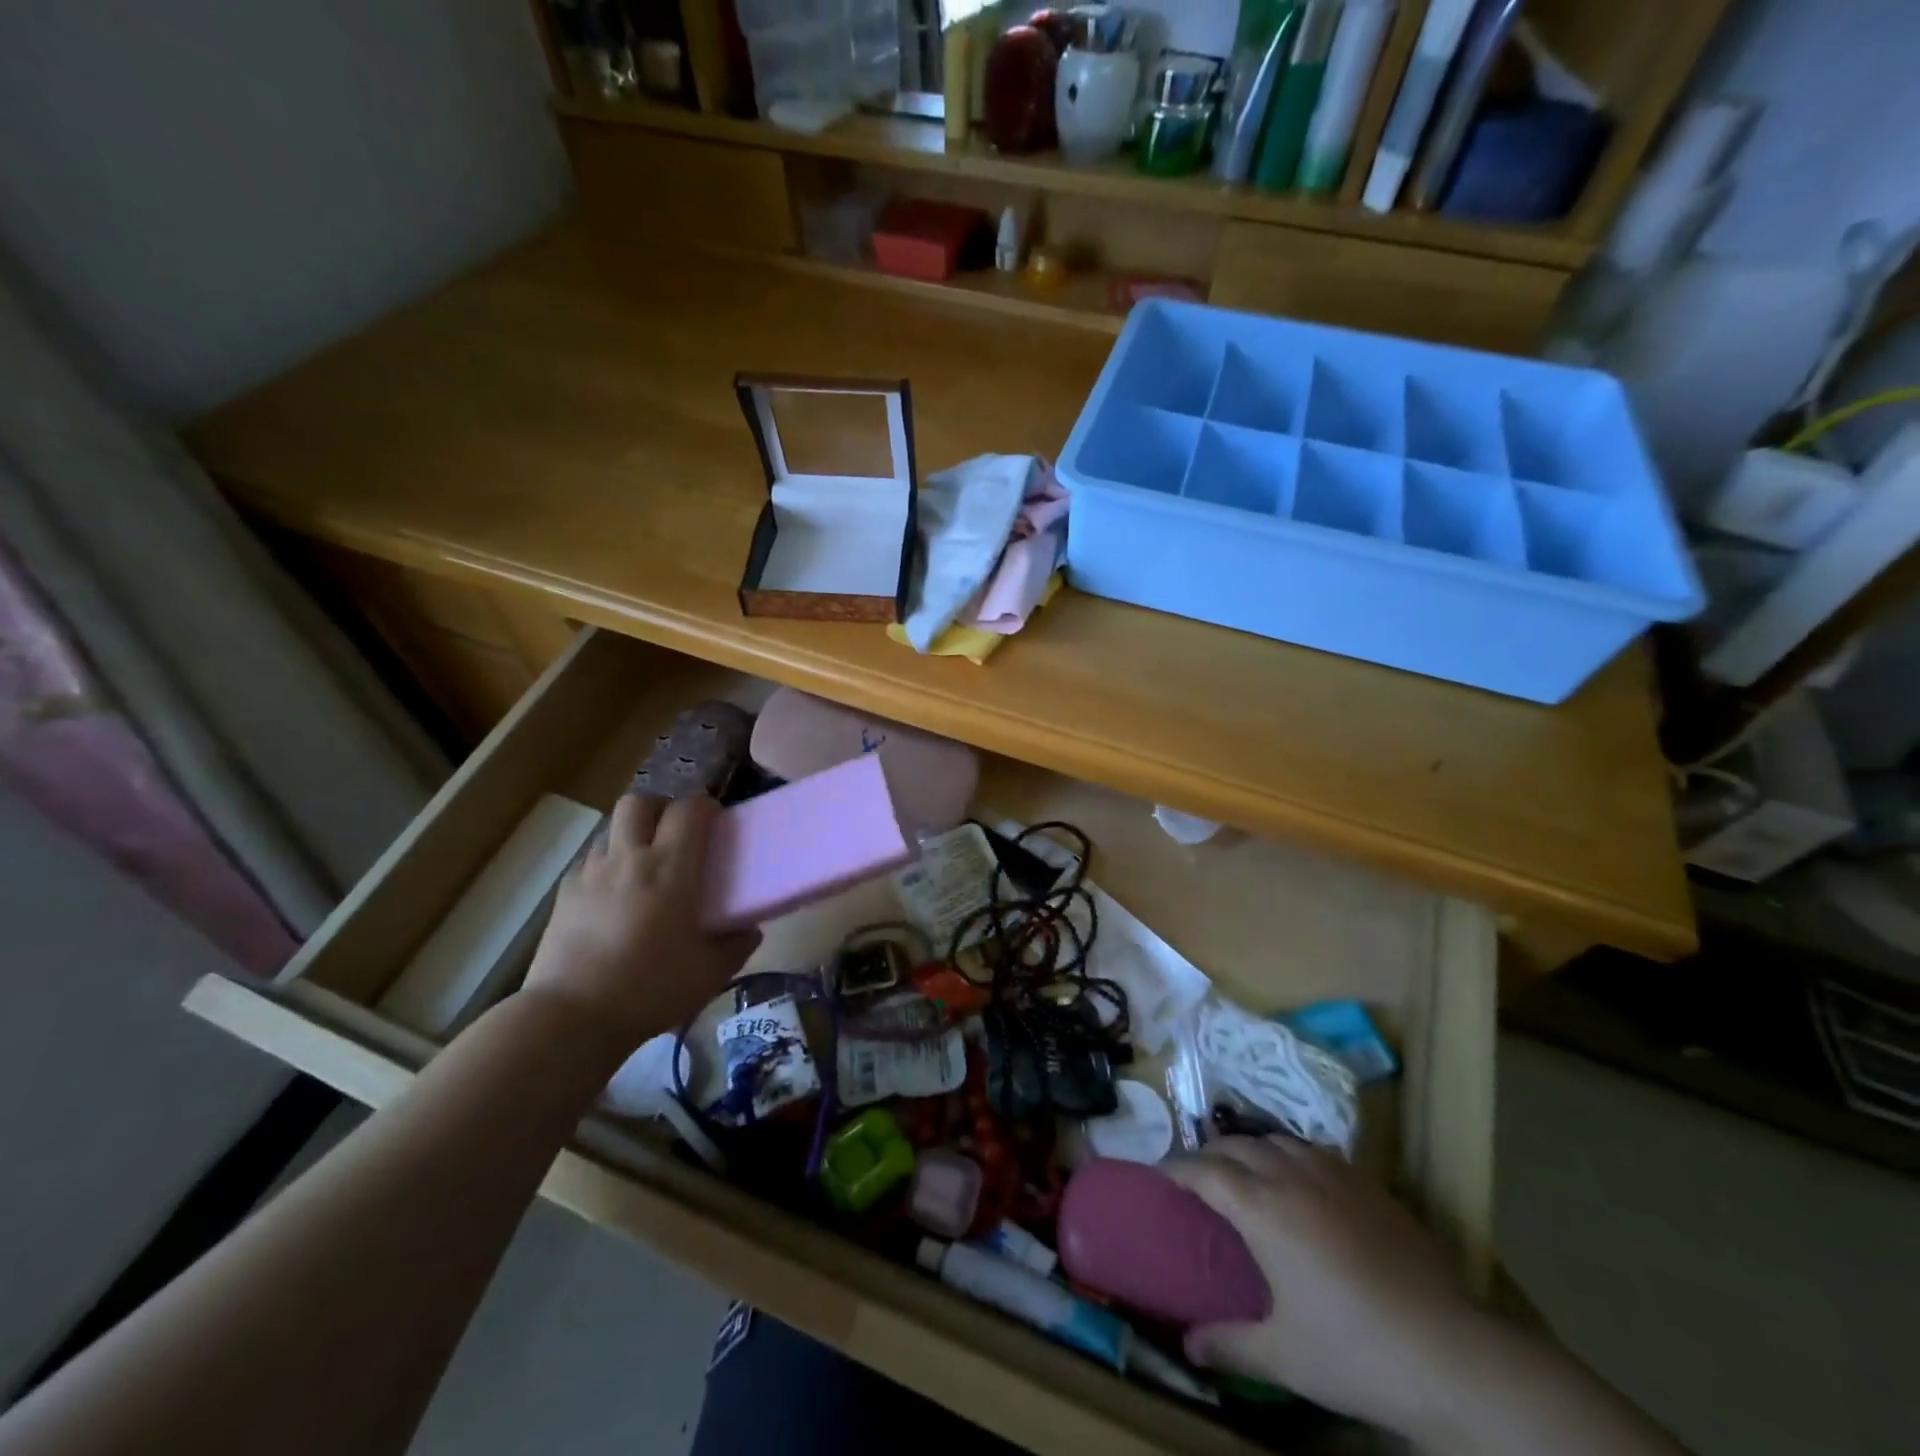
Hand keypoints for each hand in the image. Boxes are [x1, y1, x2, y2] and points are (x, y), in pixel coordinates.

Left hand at [522, 793, 758, 1057]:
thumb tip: (751, 931)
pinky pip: (590, 861)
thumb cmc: (649, 989)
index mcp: (670, 869)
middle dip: (660, 808)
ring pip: (611, 828)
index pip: (688, 809)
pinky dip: (607, 865)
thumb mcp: (709, 974)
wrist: (571, 1017)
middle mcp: (629, 859)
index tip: (715, 820)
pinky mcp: (564, 894)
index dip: (704, 805)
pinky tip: (614, 897)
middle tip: (675, 835)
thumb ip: (736, 946)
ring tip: (643, 867)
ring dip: (632, 835)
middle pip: (640, 802)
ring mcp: (591, 873)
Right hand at [1163, 1137, 1487, 1441]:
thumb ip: (1230, 1343)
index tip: (1159, 1173)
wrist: (1451, 1353)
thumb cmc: (1355, 1353)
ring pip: (1275, 1139)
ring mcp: (1332, 1174)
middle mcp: (1290, 1177)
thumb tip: (1188, 1346)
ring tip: (1243, 1171)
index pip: (1204, 1171)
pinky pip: (1313, 1149)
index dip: (1177, 1168)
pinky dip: (1289, 1154)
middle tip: (1197, 1177)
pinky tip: (1297, 1179)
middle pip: (1235, 1145)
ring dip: (1249, 1148)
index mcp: (1263, 1210)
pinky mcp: (1366, 1182)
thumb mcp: (1284, 1356)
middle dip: (1209, 1154)